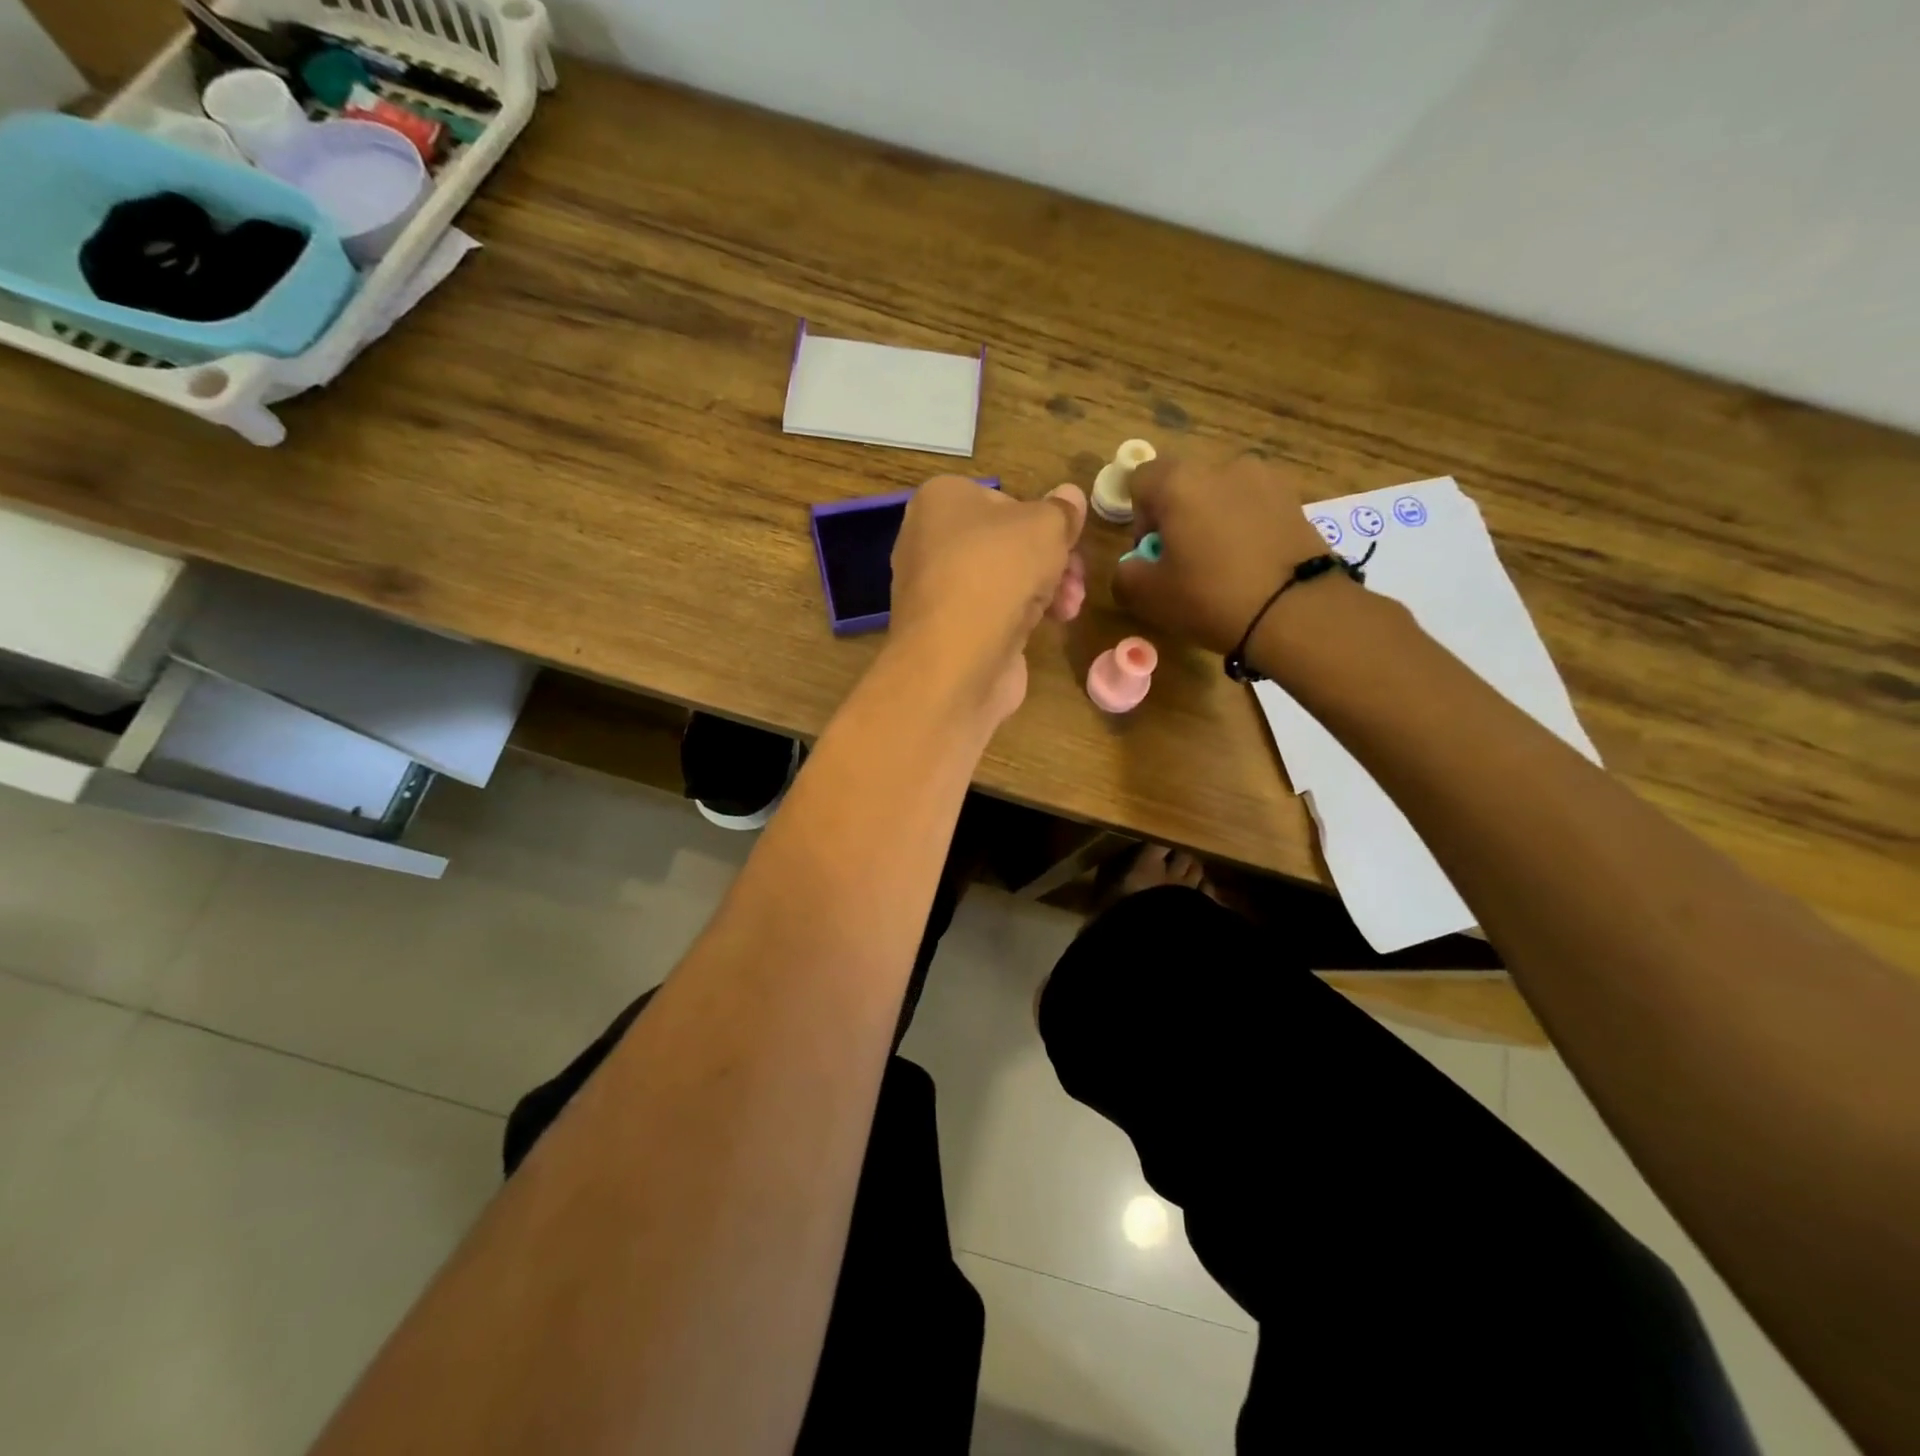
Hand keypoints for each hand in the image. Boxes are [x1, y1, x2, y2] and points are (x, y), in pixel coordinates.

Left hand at [889, 476, 1087, 724]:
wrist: (957, 659)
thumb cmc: (997, 572)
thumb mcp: (1046, 526)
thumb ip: (1062, 511)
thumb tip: (1070, 495)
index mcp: (941, 500)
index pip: (1000, 499)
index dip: (1040, 518)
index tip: (1068, 538)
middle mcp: (929, 540)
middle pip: (1005, 543)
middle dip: (1050, 560)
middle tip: (1077, 576)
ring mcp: (936, 589)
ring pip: (1002, 580)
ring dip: (1046, 589)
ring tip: (1070, 606)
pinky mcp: (948, 630)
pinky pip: (992, 612)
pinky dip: (1023, 616)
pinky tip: (1052, 624)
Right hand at [1112, 454, 1332, 655]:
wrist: (1295, 611)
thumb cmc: (1210, 597)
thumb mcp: (1148, 596)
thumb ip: (1125, 574)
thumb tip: (1133, 565)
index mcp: (1179, 482)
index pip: (1140, 480)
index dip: (1138, 517)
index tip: (1152, 553)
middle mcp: (1221, 466)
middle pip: (1182, 484)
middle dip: (1176, 517)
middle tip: (1183, 561)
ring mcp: (1263, 478)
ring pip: (1220, 494)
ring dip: (1211, 520)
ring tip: (1221, 563)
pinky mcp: (1293, 498)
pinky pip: (1252, 506)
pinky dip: (1243, 527)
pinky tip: (1249, 563)